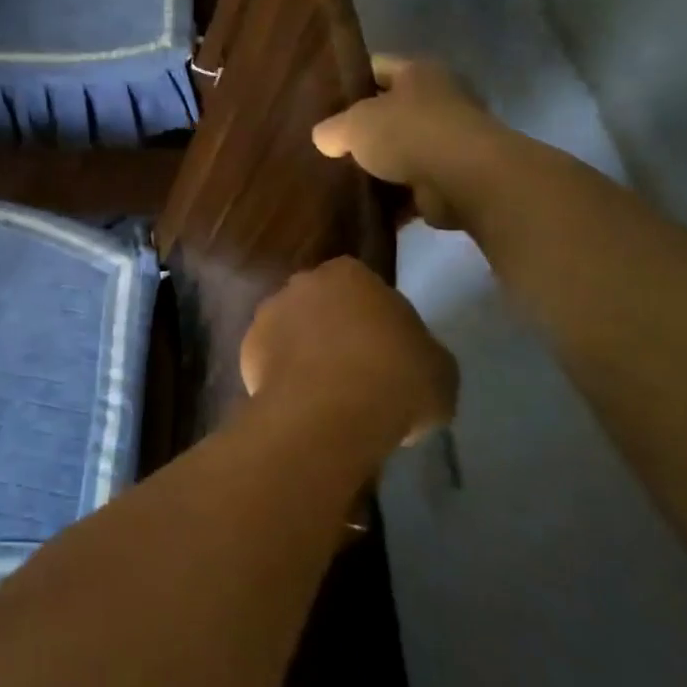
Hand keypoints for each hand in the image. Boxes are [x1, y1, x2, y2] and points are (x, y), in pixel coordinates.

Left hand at [240, 257, 457, 446]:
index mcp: (350, 273)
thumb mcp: (439, 368)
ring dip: (306, 355)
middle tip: (359, 374)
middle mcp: (302, 282)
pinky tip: (303, 407)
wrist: (329, 412)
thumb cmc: (395, 379)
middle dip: (336, 333)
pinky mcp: (246, 349)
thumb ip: (421, 352)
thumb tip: (411, 360)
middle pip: (324, 307)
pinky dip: (284, 380)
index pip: (367, 291)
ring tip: (330, 398)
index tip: (390, 355)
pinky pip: (272, 363)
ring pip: (294, 333)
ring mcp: (269, 313)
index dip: (378, 323)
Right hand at [312, 57, 503, 230]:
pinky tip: (365, 205)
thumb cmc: (408, 134)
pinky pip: (413, 186)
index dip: (349, 81)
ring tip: (341, 177)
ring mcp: (450, 141)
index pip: (376, 67)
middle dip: (363, 128)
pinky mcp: (453, 178)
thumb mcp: (353, 124)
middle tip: (328, 143)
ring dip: (379, 166)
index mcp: (418, 73)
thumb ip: (332, 128)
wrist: (466, 180)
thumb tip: (324, 138)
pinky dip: (394, 197)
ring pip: (401, 150)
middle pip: (390, 111)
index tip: (322, 100)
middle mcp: (440, 100)